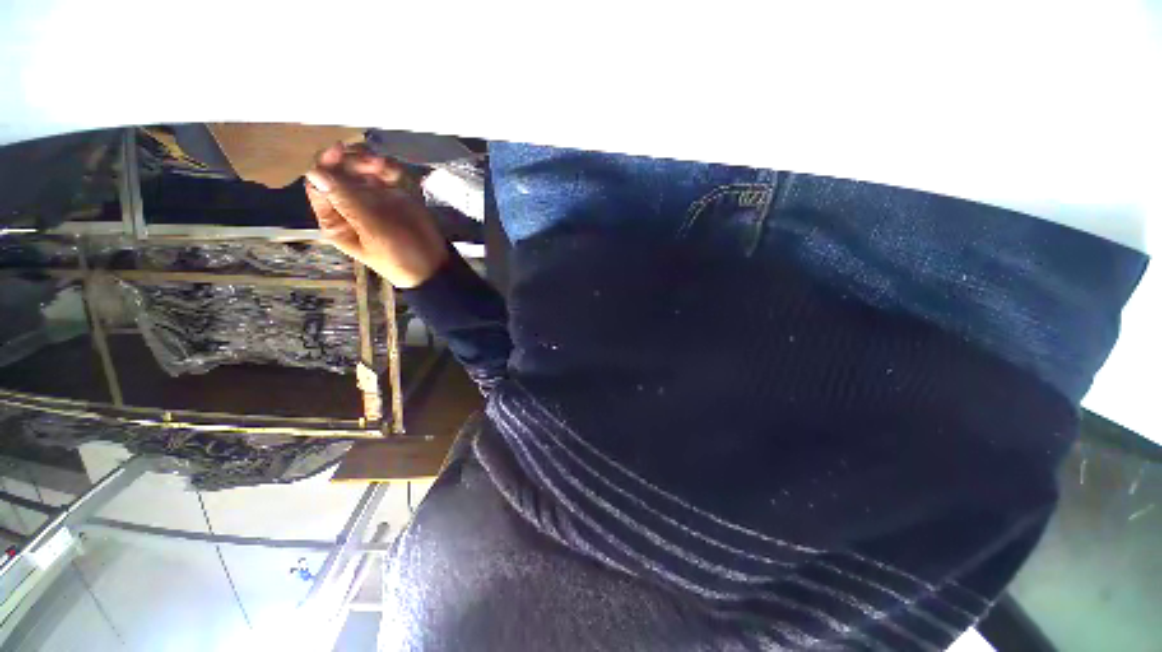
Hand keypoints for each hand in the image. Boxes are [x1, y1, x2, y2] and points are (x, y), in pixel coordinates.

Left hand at [305, 143, 448, 287]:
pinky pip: (384, 175)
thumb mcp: (374, 231)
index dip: (326, 166)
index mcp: (336, 220)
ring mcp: (372, 200)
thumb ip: (347, 202)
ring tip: (385, 165)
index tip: (341, 151)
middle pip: (340, 173)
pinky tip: (395, 170)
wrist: (434, 265)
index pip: (319, 186)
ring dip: (370, 162)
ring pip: (361, 170)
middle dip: (352, 161)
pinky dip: (388, 168)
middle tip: (373, 161)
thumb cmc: (400, 255)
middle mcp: (350, 206)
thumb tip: (315, 172)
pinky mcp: (394, 196)